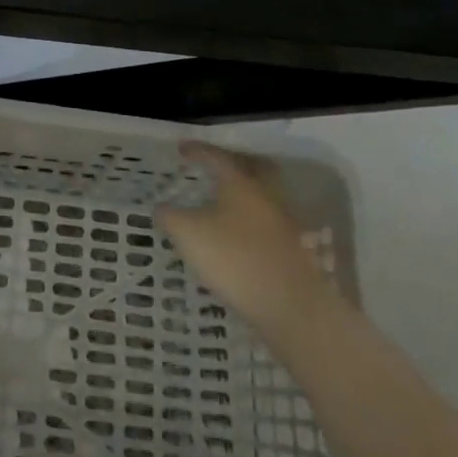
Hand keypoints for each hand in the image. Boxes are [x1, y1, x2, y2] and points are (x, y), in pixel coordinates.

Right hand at [158, 141, 327, 327]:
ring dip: (247, 193)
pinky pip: (271, 221)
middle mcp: (267, 193)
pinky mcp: (296, 248)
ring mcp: (285, 221)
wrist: (291, 306)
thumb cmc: (234, 258)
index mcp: (240, 182)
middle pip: (253, 166)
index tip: (181, 150)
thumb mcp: (188, 234)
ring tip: (226, 202)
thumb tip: (161, 207)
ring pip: (265, 194)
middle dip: (234, 162)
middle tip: (215, 167)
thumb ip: (170, 216)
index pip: (217, 156)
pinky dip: (256, 219)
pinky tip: (243, 233)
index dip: (197, 151)